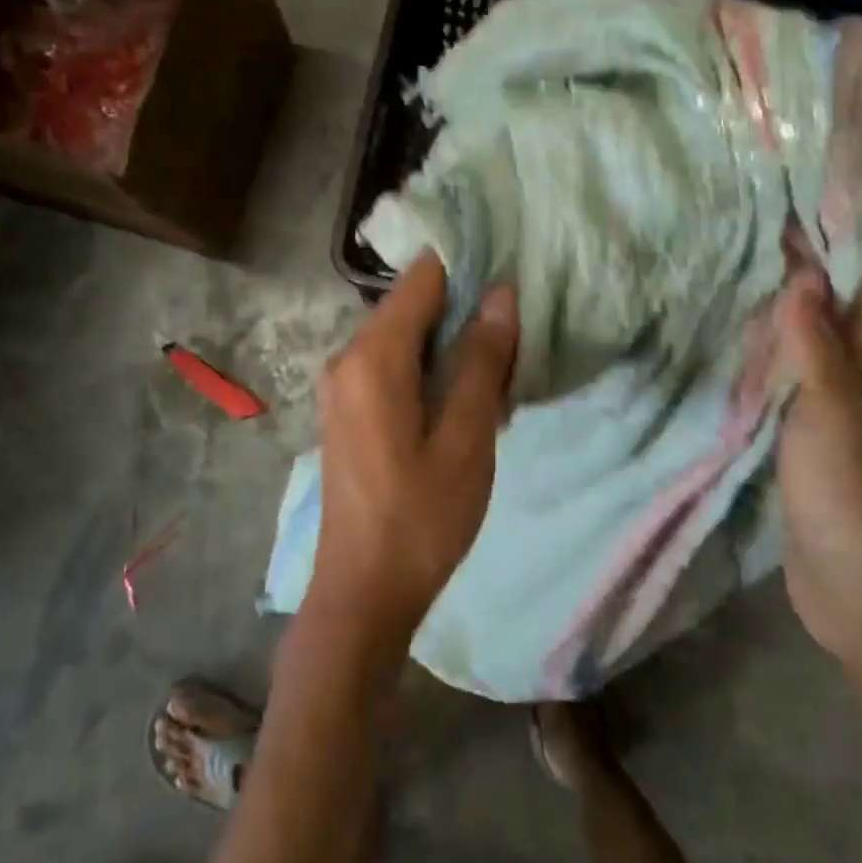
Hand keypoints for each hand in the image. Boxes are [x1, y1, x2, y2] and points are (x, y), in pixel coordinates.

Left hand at [310, 253, 518, 647]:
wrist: (362, 593)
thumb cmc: (421, 518)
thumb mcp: (467, 439)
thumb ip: (482, 361)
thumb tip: (501, 293)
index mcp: (372, 356)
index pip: (422, 278)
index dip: (468, 269)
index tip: (514, 277)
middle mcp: (347, 359)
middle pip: (411, 307)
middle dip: (465, 311)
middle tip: (519, 331)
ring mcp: (342, 388)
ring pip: (404, 340)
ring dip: (451, 345)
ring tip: (501, 367)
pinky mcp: (347, 413)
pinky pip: (392, 369)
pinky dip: (430, 371)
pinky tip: (466, 400)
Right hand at [774, 235, 861, 666]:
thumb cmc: (858, 503)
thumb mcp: (836, 419)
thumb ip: (818, 348)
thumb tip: (805, 272)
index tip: (828, 168)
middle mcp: (861, 371)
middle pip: (841, 292)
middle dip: (814, 244)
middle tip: (762, 198)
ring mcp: (833, 404)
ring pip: (811, 330)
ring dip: (787, 291)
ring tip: (741, 250)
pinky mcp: (805, 434)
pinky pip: (786, 373)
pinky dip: (766, 344)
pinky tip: (733, 334)